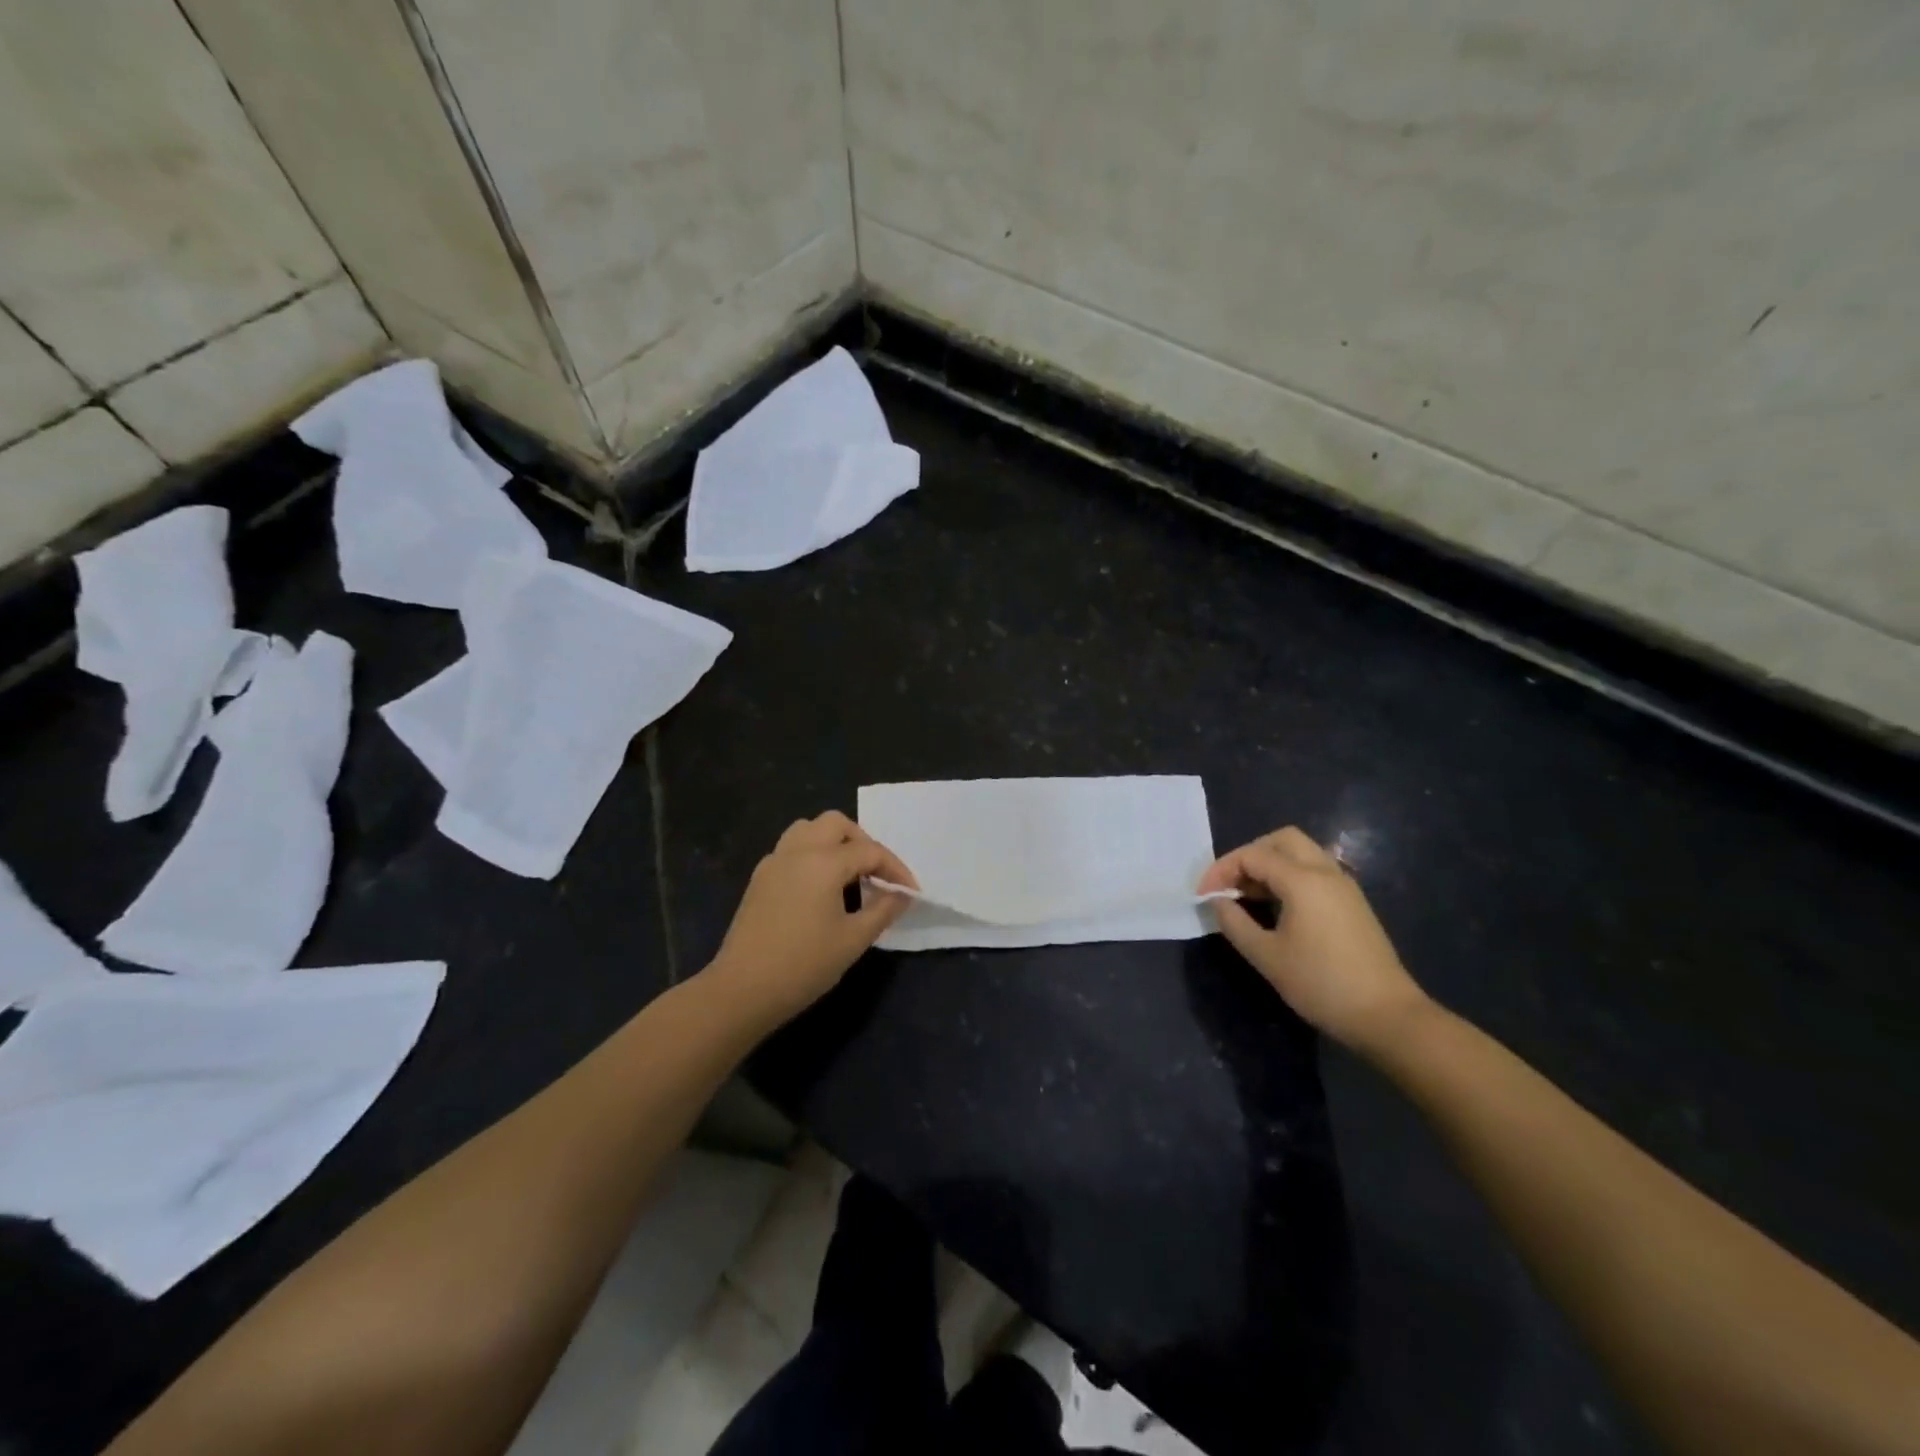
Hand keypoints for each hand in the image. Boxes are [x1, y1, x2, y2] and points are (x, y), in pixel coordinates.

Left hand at [705, 812, 917, 1025]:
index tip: (910, 892)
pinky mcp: (759, 878)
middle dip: (863, 842)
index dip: (895, 868)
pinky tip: (820, 887)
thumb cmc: (804, 965)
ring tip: (849, 873)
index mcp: (824, 862)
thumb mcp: (853, 940)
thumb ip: (883, 910)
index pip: (870, 851)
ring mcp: (774, 862)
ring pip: (808, 829)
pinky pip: (791, 849)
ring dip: (834, 841)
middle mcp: (797, 851)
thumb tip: (902, 894)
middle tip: (877, 873)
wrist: (742, 990)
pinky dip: (812, 854)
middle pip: (836, 824)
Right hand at [1198, 826, 1430, 1053]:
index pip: (1252, 855)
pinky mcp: (1352, 902)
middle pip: (1281, 840)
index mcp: (1303, 880)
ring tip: (1247, 896)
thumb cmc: (1321, 984)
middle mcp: (1325, 872)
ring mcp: (1344, 886)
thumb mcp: (1267, 956)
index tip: (1203, 895)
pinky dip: (1289, 876)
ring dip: (1270, 864)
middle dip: (1248, 856)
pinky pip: (1315, 871)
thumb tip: (1217, 901)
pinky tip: (1276, 907)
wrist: (1387, 1016)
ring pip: (1301, 853)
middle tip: (1229, 884)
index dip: (1221, 870)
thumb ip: (1235, 923)